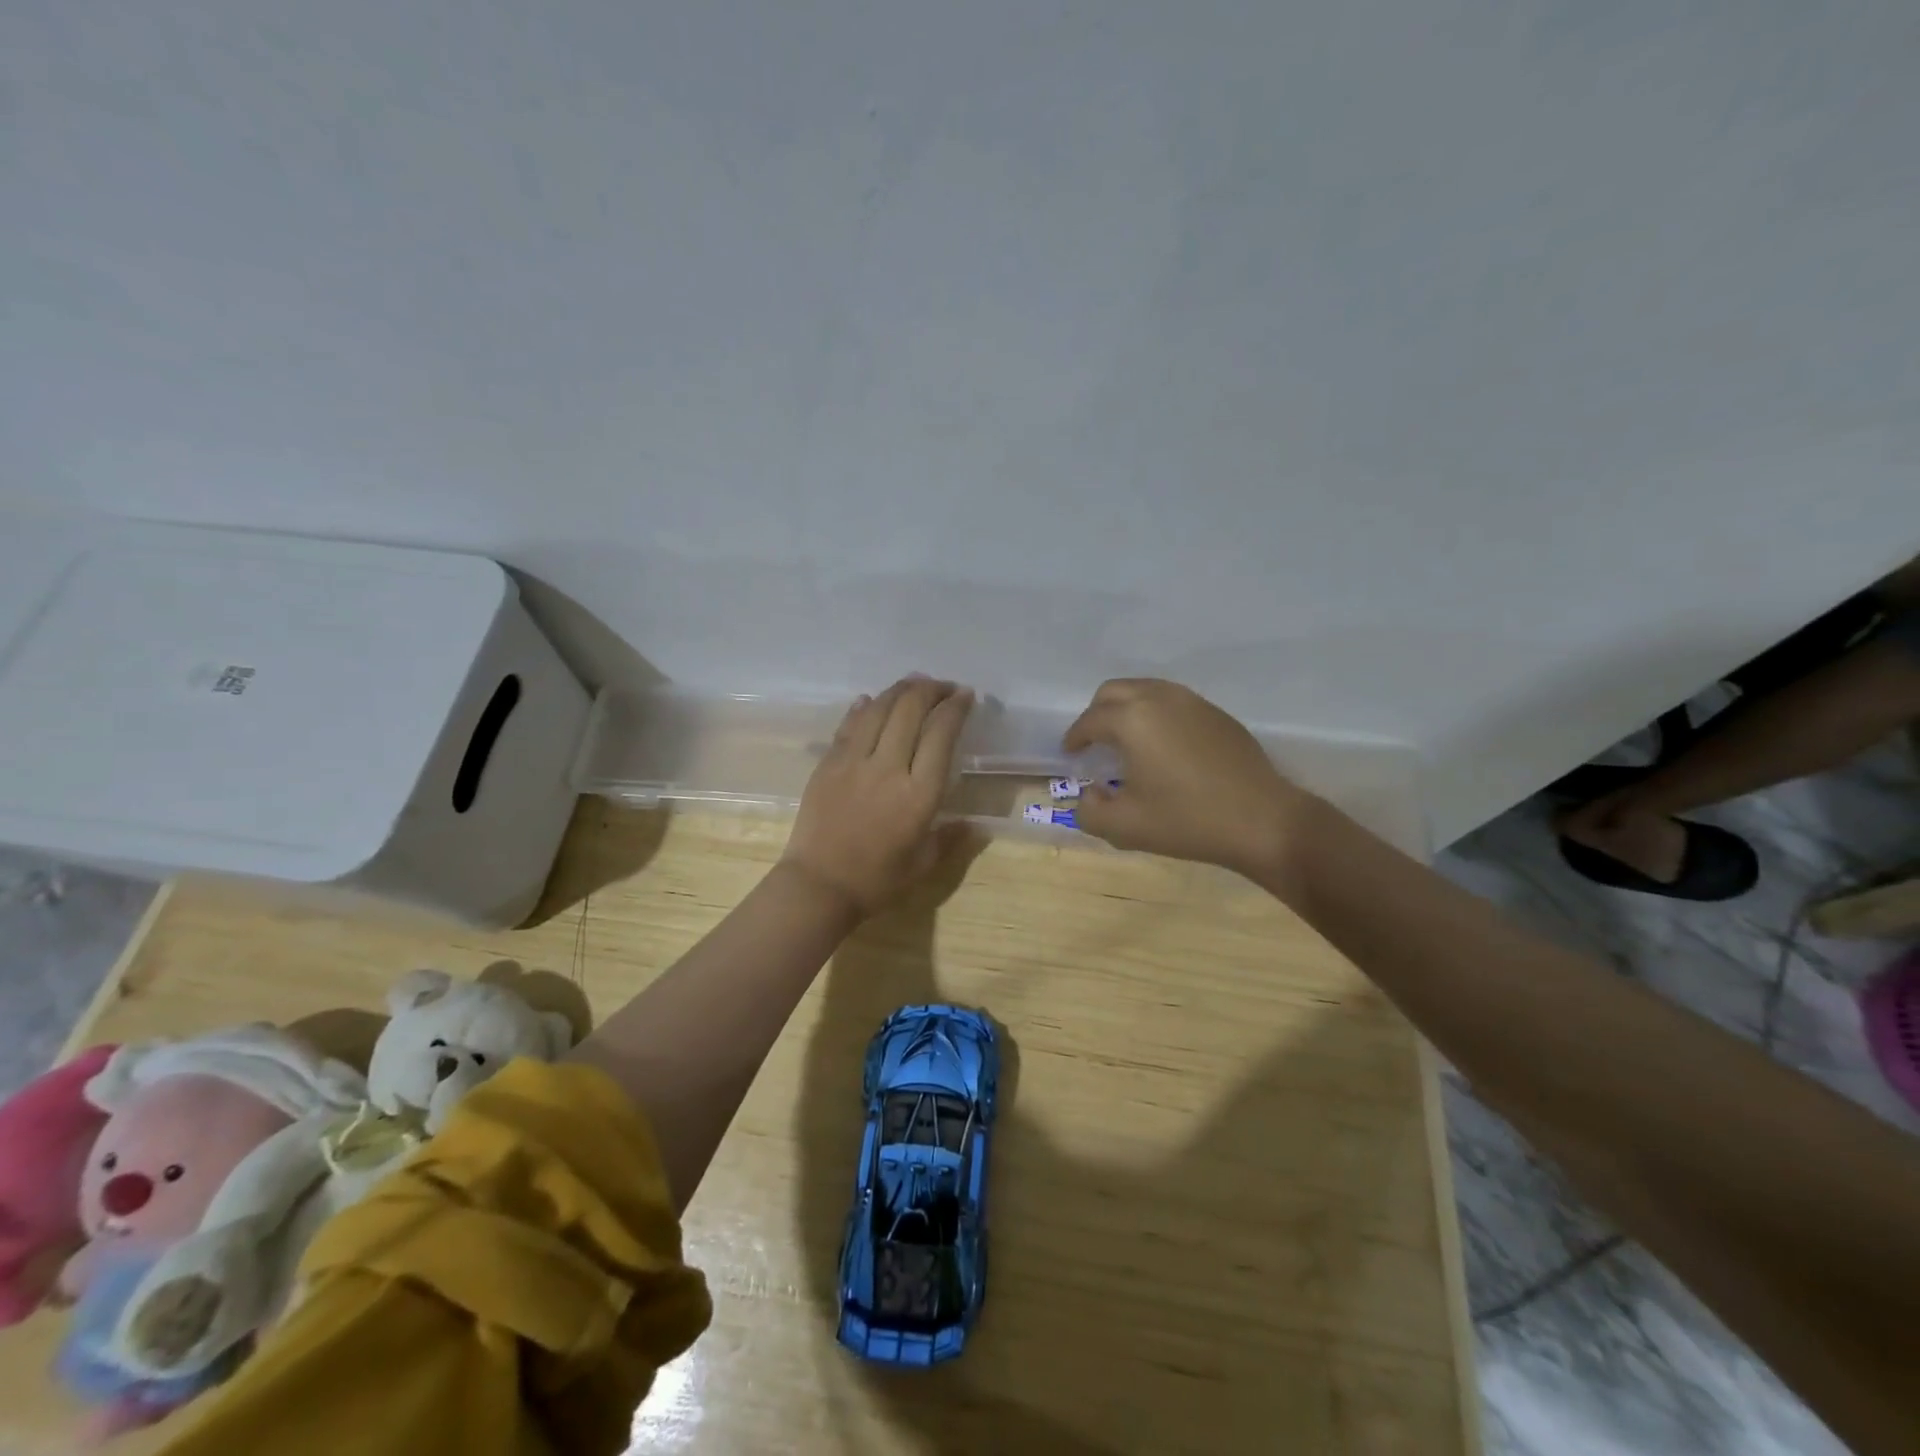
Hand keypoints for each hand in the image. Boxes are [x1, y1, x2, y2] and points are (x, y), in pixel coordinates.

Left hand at [781, 676, 975, 917]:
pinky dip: (864, 707)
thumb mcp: (923, 864)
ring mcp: (853, 762)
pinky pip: (849, 725)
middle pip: (911, 710)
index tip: (965, 696)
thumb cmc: (876, 881)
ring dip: (899, 690)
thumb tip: (974, 825)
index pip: (941, 734)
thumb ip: (950, 838)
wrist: (818, 886)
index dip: (955, 708)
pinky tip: (871, 700)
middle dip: (931, 689)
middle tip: (942, 687)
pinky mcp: (828, 763)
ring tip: (913, 684)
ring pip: (879, 709)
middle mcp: (888, 768)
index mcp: (919, 794)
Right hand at [1064, 679, 1318, 880]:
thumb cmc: (1187, 821)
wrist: (1263, 821)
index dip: (1074, 737)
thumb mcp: (1125, 827)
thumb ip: (1090, 812)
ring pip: (1146, 690)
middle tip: (1093, 742)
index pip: (1090, 721)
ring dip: (1127, 709)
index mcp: (1132, 720)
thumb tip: (1089, 796)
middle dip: (1096, 713)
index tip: (1069, 753)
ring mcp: (1193, 702)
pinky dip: (1156, 715)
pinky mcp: (1217, 714)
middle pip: (1114, 691)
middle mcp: (1160, 699)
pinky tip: (1163, 747)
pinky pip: (1173, 702)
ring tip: (1126, 741)